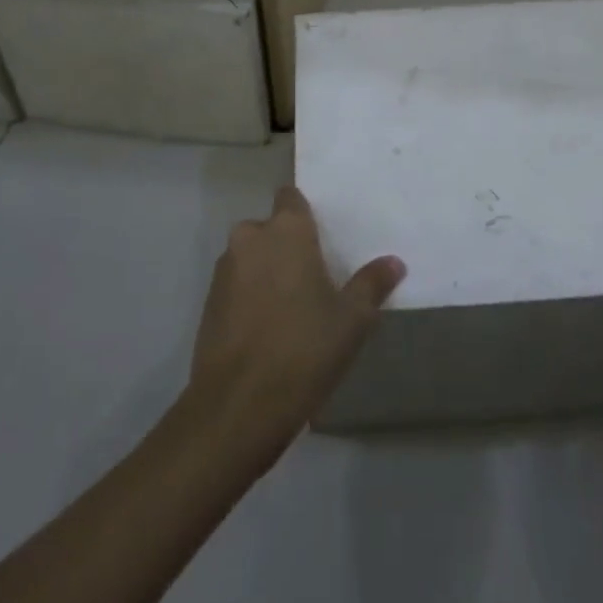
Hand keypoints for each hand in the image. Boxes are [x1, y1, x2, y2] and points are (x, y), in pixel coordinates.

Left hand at [190, 186, 404, 464]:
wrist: (238, 405)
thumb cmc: (304, 349)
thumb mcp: (352, 320)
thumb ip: (372, 284)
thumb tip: (394, 262)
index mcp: (286, 230)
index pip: (291, 197)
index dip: (304, 213)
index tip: (321, 237)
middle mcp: (250, 238)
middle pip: (270, 228)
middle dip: (286, 247)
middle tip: (312, 280)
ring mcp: (224, 270)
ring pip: (251, 257)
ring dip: (266, 272)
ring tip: (291, 309)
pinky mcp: (208, 302)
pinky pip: (235, 285)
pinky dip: (249, 297)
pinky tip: (266, 330)